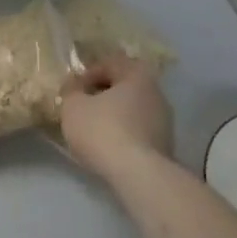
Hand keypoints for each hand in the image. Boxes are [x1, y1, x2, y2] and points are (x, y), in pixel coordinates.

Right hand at [60, 54, 174, 176]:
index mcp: (137, 75)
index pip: (110, 63)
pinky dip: (123, 134)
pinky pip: (138, 131)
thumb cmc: (102, 130)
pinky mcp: (165, 145)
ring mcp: (164, 120)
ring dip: (113, 116)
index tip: (73, 91)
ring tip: (93, 131)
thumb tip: (75, 84)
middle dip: (101, 95)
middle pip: (123, 87)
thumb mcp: (73, 106)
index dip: (87, 74)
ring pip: (132, 110)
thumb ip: (71, 90)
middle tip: (82, 108)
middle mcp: (156, 92)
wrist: (137, 174)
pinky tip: (109, 147)